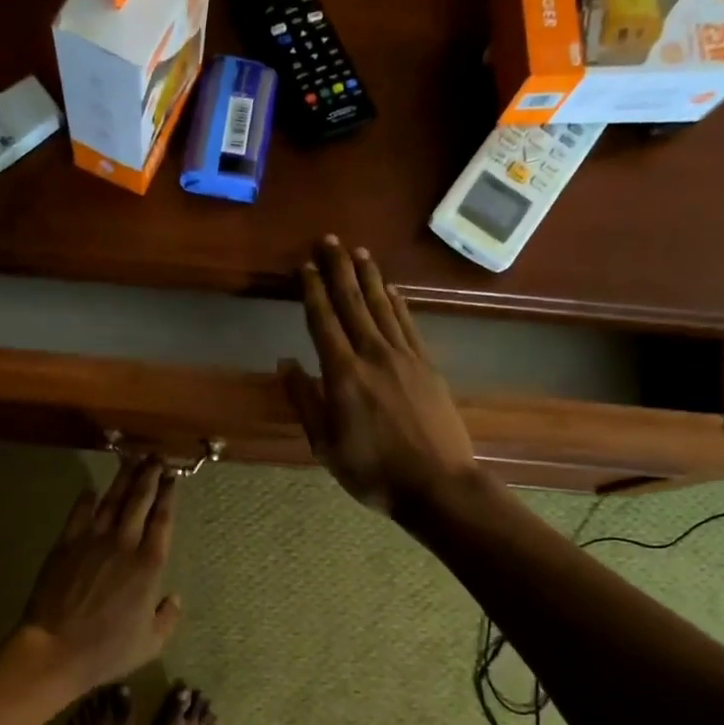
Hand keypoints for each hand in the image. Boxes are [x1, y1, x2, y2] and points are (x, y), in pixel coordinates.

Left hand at [19, 458, 182, 692]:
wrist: (56, 648)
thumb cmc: (107, 650)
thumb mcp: (150, 643)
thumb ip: (167, 618)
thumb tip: (174, 598)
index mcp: (149, 565)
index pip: (162, 521)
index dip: (168, 496)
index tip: (172, 478)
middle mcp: (124, 544)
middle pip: (139, 502)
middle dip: (149, 477)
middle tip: (155, 458)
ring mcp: (92, 541)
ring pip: (111, 501)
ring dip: (123, 479)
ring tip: (132, 461)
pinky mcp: (66, 544)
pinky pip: (78, 514)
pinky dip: (86, 500)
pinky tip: (91, 489)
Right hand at [281, 235, 479, 517]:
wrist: (437, 484)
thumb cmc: (372, 471)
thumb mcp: (324, 444)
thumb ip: (304, 400)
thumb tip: (285, 362)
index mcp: (343, 374)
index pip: (324, 322)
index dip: (313, 292)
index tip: (304, 266)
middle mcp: (374, 355)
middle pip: (353, 303)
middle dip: (338, 270)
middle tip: (329, 240)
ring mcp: (405, 358)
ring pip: (383, 307)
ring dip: (369, 278)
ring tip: (359, 253)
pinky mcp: (427, 366)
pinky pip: (408, 325)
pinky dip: (398, 303)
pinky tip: (392, 290)